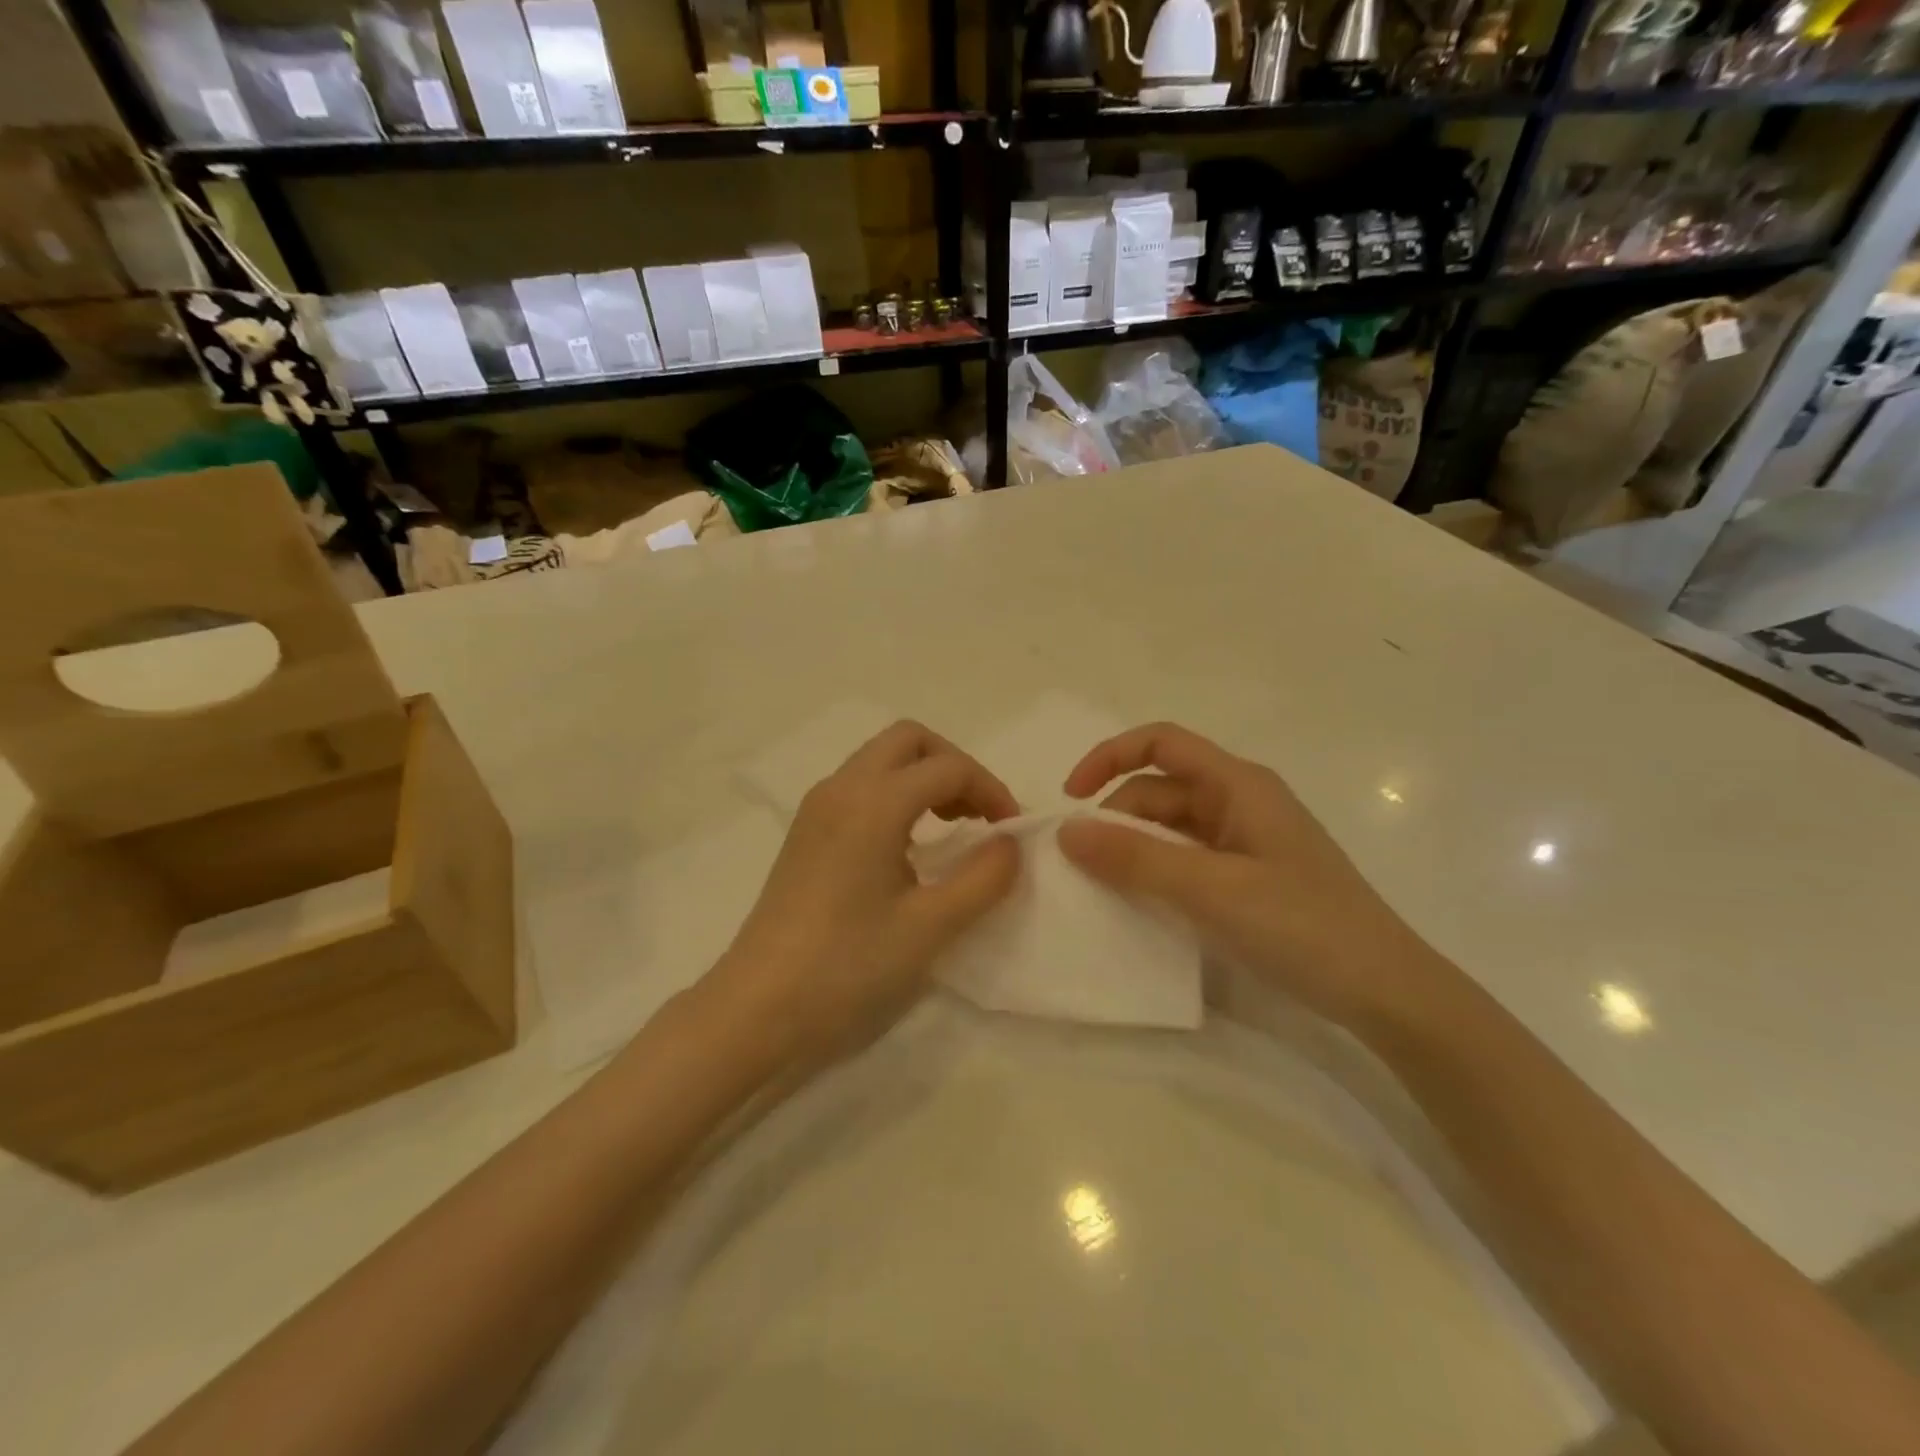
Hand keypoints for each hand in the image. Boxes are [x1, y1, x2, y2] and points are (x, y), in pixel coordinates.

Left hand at [704, 721, 1021, 1060]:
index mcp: (873, 802)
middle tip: (978, 814)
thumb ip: (983, 878)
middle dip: (953, 765)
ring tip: (952, 827)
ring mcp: (817, 808)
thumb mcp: (930, 927)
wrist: (757, 1008)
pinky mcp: (806, 832)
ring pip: (880, 760)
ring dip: (923, 778)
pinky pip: (860, 786)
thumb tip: (1009, 843)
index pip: (948, 767)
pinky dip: (895, 795)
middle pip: (908, 740)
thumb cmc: (847, 966)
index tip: (1011, 832)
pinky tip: (908, 846)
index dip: (991, 790)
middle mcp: (841, 788)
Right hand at [1057, 722, 1447, 1029]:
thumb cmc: (1302, 926)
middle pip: (1159, 790)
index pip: (1160, 742)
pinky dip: (1157, 872)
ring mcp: (1246, 840)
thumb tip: (1066, 830)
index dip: (1109, 757)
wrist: (1385, 991)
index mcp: (1238, 784)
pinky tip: (1141, 903)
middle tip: (1083, 867)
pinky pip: (1187, 858)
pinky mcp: (1249, 875)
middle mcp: (1240, 801)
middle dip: (1116, 818)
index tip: (1071, 798)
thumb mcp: (1211, 889)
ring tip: (1104, 889)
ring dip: (1134, 848)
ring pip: (1171, 827)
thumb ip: (1136, 858)